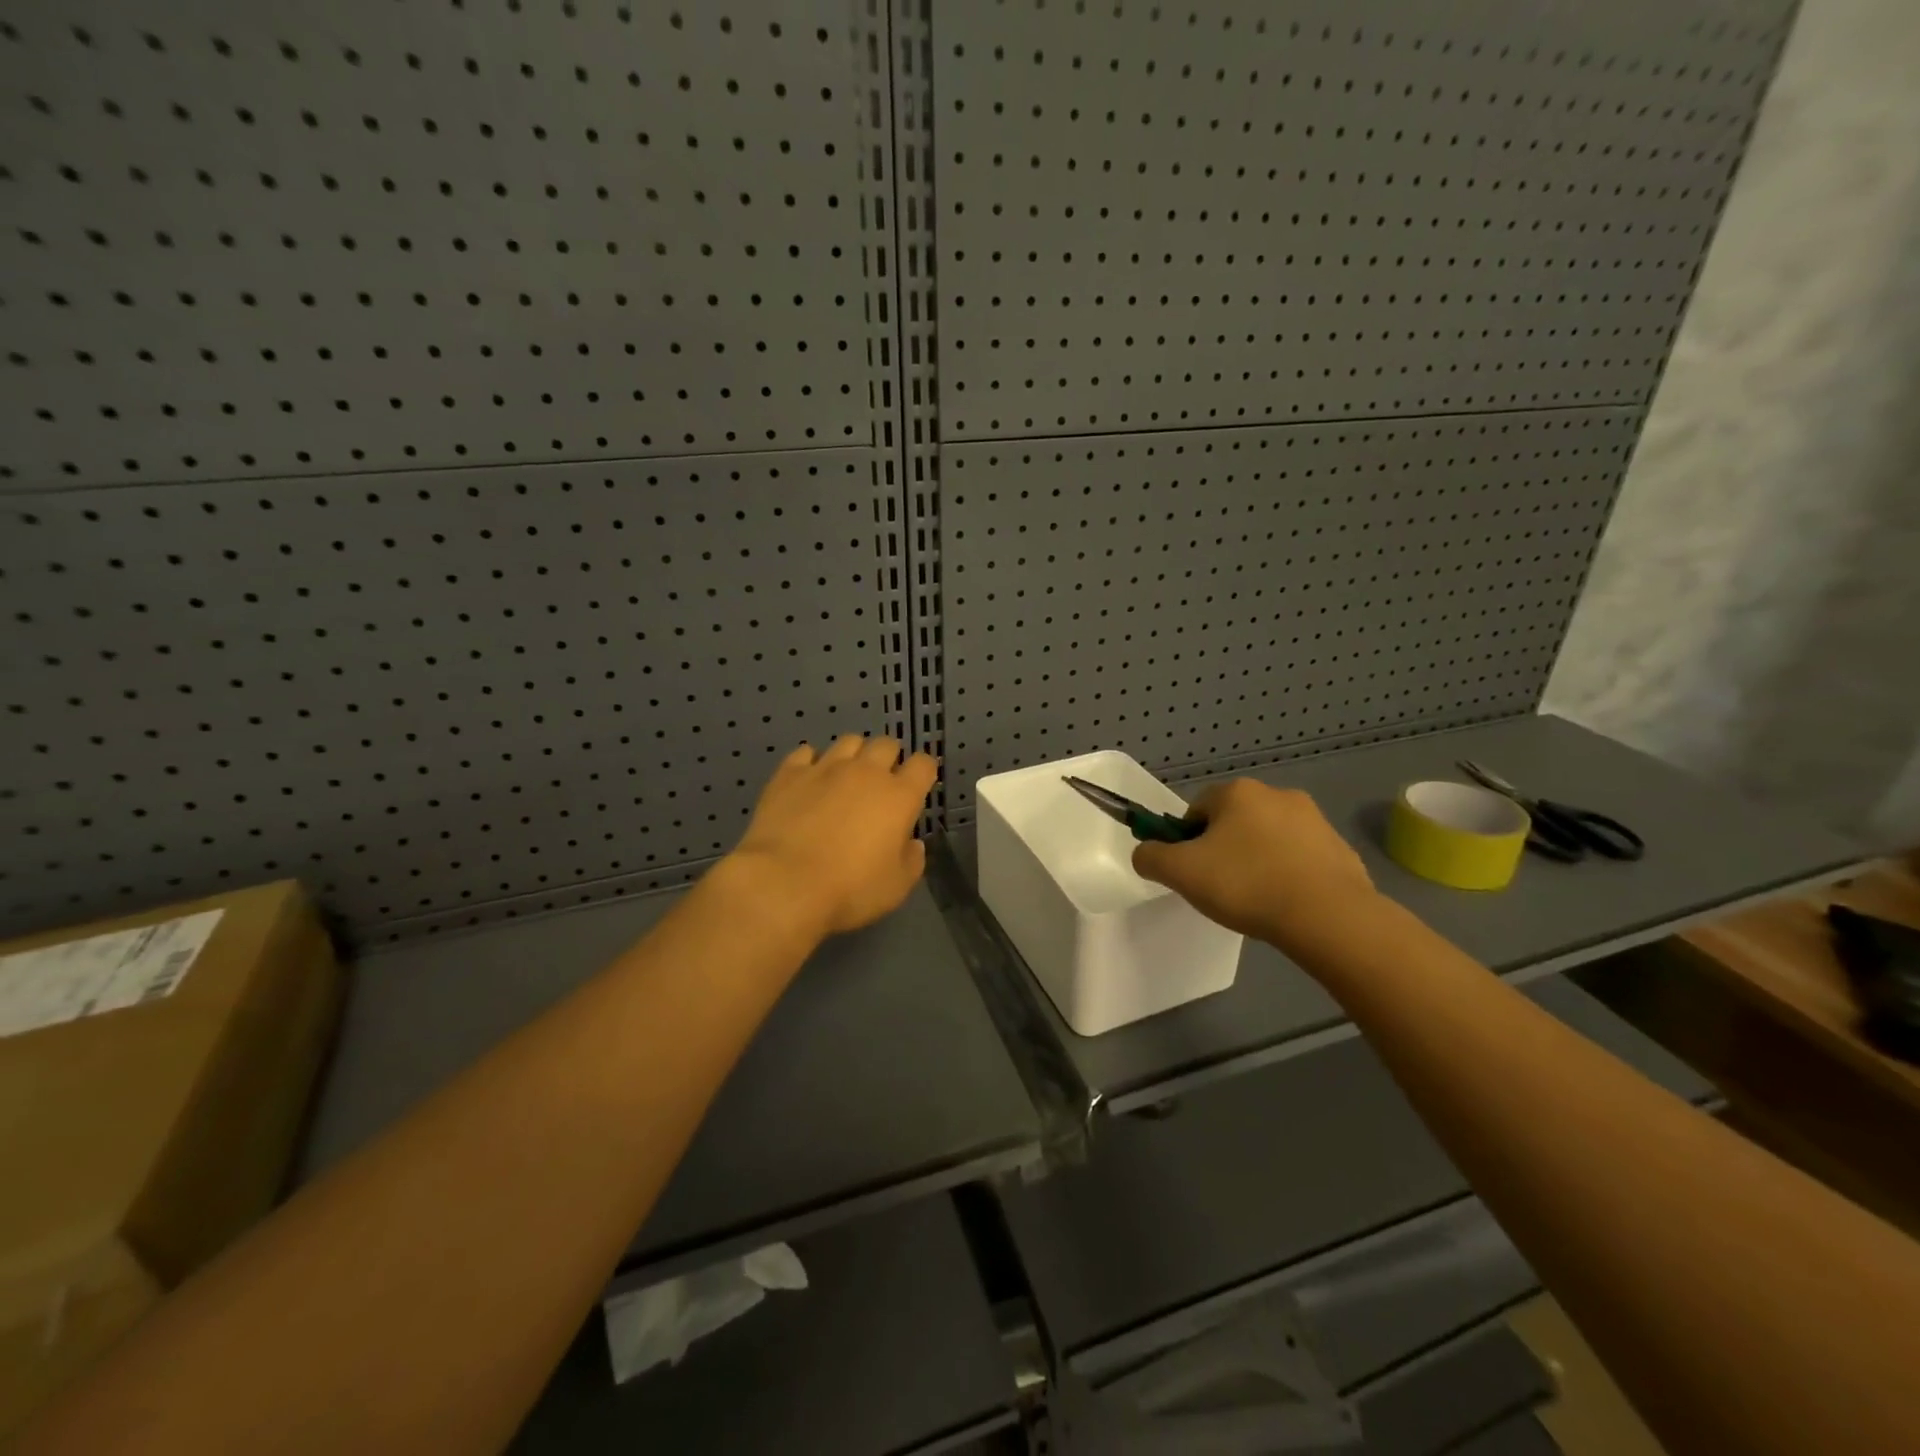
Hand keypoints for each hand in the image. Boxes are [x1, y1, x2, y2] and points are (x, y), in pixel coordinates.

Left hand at [727, 735, 938, 938]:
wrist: (783, 884)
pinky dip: (812, 762)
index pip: (923, 764)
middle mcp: (866, 772)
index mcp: (899, 797)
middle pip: (886, 744)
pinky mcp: (790, 773)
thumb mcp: (896, 888)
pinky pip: (806, 752)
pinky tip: (809, 780)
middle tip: (880, 783)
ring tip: (845, 777)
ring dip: (853, 755)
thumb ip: (912, 861)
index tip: (917, 787)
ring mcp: (825, 768)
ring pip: (849, 741)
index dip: (923, 772)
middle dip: (888, 758)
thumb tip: (912, 843)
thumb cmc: (849, 890)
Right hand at [1132, 780, 1377, 955]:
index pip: (1196, 809)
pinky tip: (1287, 903)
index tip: (1193, 872)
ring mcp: (1314, 820)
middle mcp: (1277, 794)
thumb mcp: (1180, 873)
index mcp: (1237, 792)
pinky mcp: (1340, 848)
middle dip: (1224, 849)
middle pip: (1233, 821)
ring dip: (1258, 860)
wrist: (1328, 916)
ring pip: (1268, 839)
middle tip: (1222, 887)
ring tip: (1257, 900)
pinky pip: (1300, 859)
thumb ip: (1151, 857)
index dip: (1187, 841)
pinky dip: (1289, 875)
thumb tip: (1146, 853)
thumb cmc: (1246, 885)